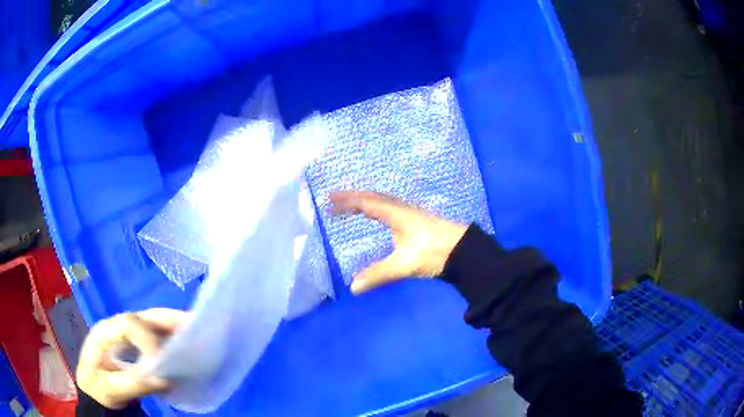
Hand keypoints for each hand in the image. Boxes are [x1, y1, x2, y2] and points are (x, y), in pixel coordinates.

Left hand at [76, 308, 186, 408]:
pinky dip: (172, 338)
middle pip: (145, 316)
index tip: (163, 365)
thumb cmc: (98, 387)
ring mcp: (127, 332)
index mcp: (106, 331)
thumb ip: (133, 384)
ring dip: (175, 327)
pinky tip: (185, 348)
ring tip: (198, 336)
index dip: (150, 340)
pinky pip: (156, 334)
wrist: (93, 388)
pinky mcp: (135, 342)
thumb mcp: (110, 389)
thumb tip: (164, 380)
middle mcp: (117, 325)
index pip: (130, 324)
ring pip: (153, 322)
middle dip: (171, 321)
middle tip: (197, 328)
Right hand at [329, 191, 467, 293]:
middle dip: (352, 198)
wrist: (465, 251)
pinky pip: (390, 208)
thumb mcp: (404, 265)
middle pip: (373, 197)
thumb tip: (353, 287)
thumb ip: (378, 274)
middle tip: (334, 201)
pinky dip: (377, 208)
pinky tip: (380, 217)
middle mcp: (402, 209)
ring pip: (383, 201)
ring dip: (365, 201)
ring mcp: (411, 214)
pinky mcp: (417, 222)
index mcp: (396, 214)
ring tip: (351, 206)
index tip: (329, 200)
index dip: (346, 201)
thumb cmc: (434, 252)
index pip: (366, 202)